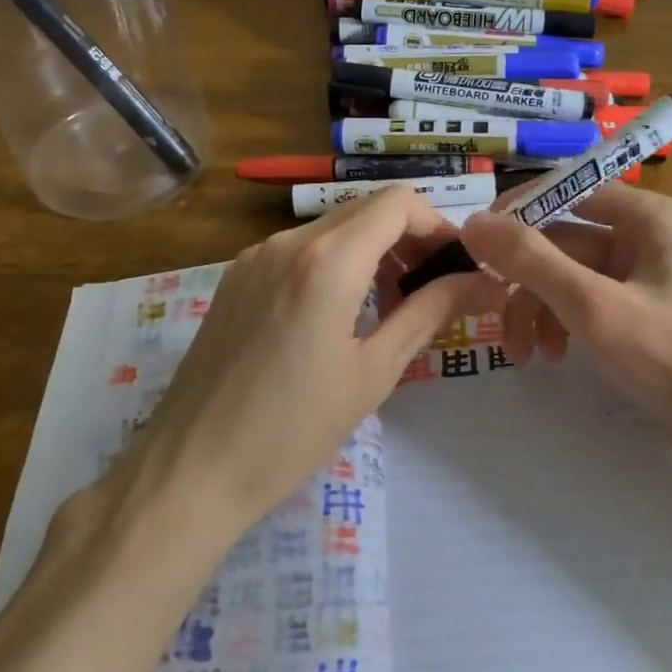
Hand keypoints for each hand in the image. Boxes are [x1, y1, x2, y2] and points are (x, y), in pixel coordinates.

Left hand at [113, 187, 502, 538]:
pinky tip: (341, 310)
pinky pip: (301, 248)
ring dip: (373, 249)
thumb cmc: (292, 431)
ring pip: (333, 226)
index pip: (398, 203)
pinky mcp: (237, 276)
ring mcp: (256, 255)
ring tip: (392, 303)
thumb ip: (428, 312)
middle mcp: (289, 241)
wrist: (191, 469)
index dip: (438, 225)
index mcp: (328, 261)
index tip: (458, 266)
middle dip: (410, 237)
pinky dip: (336, 261)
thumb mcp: (373, 373)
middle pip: (367, 208)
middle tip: (433, 288)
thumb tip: (480, 281)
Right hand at [457, 186, 671, 493]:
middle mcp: (651, 238)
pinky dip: (565, 325)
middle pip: (566, 241)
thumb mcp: (594, 306)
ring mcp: (651, 280)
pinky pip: (592, 305)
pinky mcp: (649, 319)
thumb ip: (531, 260)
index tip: (475, 246)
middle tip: (493, 319)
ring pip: (574, 278)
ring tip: (525, 355)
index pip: (569, 190)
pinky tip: (553, 357)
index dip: (519, 212)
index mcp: (650, 217)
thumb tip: (473, 222)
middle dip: (526, 281)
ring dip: (540, 308)